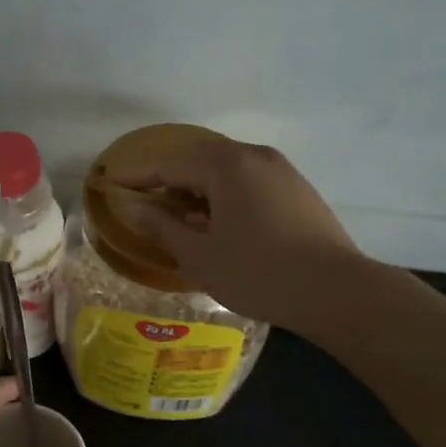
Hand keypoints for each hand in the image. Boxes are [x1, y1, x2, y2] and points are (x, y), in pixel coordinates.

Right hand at [111, 137, 365, 329]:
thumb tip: (128, 205)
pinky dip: (222, 191)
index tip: (109, 182)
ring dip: (194, 184)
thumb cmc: (259, 274)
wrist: (336, 291)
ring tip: (174, 211)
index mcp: (226, 165)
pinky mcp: (296, 187)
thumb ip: (160, 225)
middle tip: (139, 197)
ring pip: (224, 167)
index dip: (136, 174)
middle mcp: (253, 155)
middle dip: (165, 176)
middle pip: (197, 157)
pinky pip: (246, 178)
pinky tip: (216, 218)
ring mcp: (279, 169)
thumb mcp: (200, 255)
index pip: (168, 163)